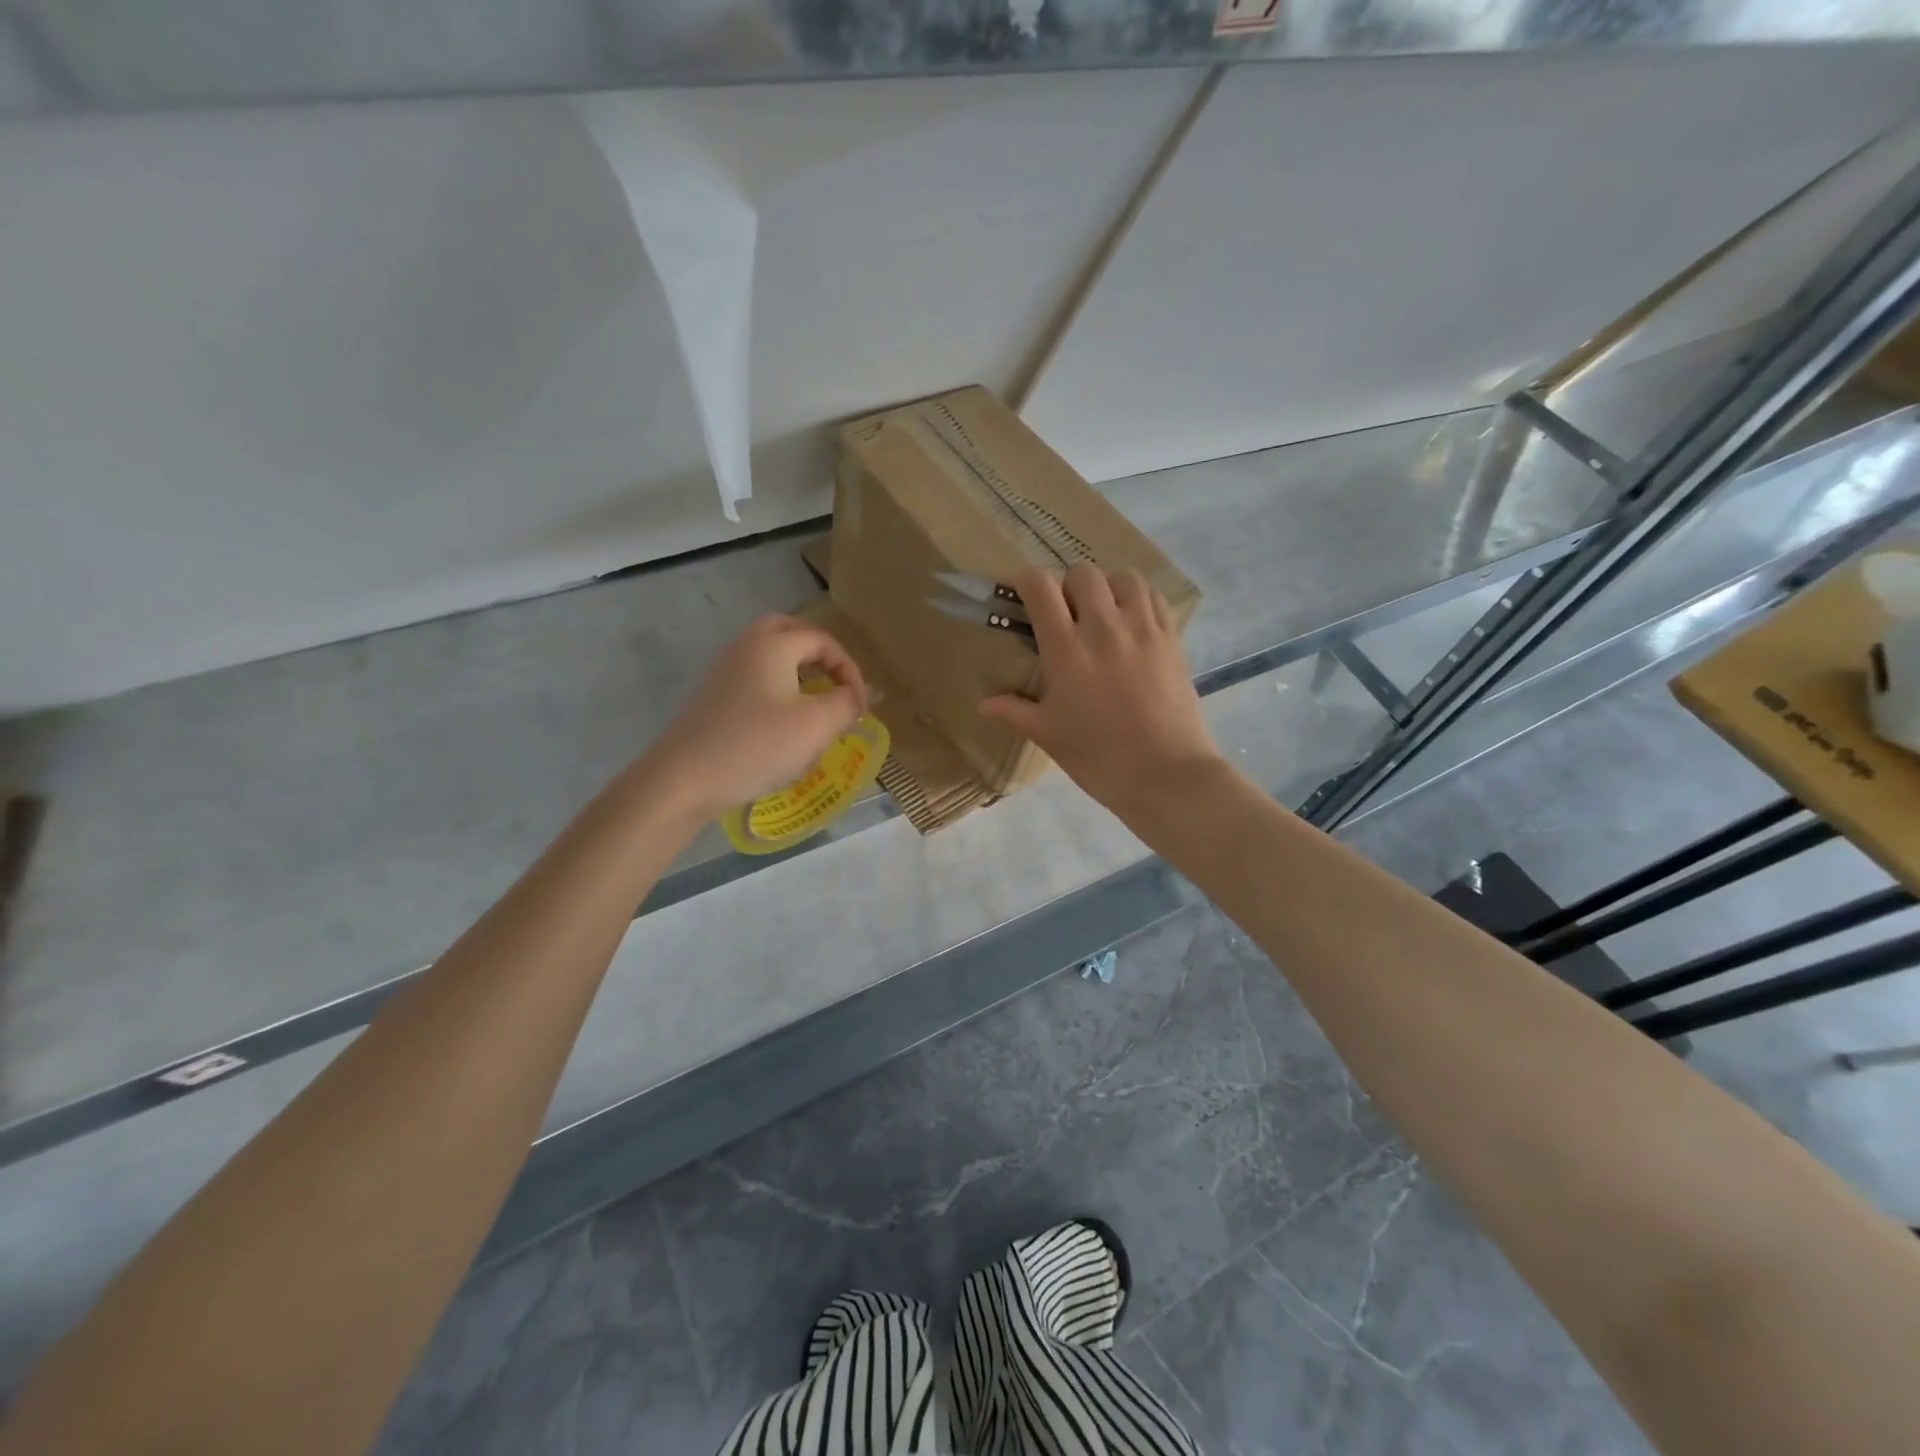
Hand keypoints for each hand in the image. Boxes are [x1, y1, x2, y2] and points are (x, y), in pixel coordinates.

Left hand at [641, 615, 867, 820]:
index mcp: (773, 644)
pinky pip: (753, 678)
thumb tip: (855, 697)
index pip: (823, 641)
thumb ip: (846, 704)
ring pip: (769, 654)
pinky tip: (784, 721)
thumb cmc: (756, 745)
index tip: (861, 707)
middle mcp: (745, 647)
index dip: (850, 670)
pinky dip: (776, 686)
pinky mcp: (712, 698)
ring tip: (816, 701)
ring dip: (797, 669)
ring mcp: (724, 672)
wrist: (683, 779)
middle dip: (819, 653)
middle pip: (789, 632)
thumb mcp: (816, 725)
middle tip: (837, 681)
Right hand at [979, 565, 1221, 814]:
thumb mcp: (1048, 735)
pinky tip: (1131, 623)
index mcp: (1066, 649)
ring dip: (1106, 587)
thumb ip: (1014, 710)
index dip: (1025, 580)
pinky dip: (1138, 599)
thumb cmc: (1098, 756)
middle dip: (1066, 585)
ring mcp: (1143, 629)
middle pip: (1082, 573)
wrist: (1165, 774)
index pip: (1040, 586)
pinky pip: (1154, 597)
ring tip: (1103, 614)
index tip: (1020, 594)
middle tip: (1064, 615)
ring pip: (1122, 577)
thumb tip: (983, 705)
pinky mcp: (1171, 638)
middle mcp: (1104, 627)